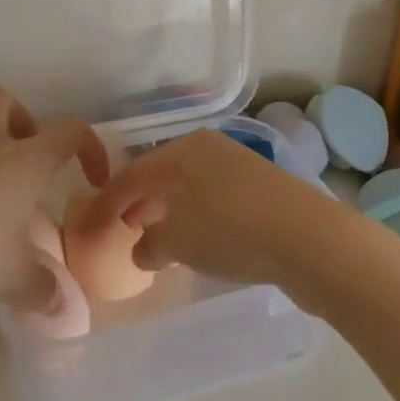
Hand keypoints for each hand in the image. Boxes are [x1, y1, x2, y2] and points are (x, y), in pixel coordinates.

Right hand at [84, 130, 340, 286]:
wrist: (310, 238)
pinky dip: (198, 219)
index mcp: (185, 150)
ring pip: (191, 188)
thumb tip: (142, 250)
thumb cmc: (231, 229)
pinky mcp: (264, 192)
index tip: (89, 226)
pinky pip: (216, 201)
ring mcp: (241, 168)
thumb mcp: (180, 241)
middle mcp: (211, 150)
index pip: (134, 173)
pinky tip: (199, 243)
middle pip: (164, 174)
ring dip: (170, 212)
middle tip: (124, 227)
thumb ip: (151, 245)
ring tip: (158, 238)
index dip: (108, 202)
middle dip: (141, 201)